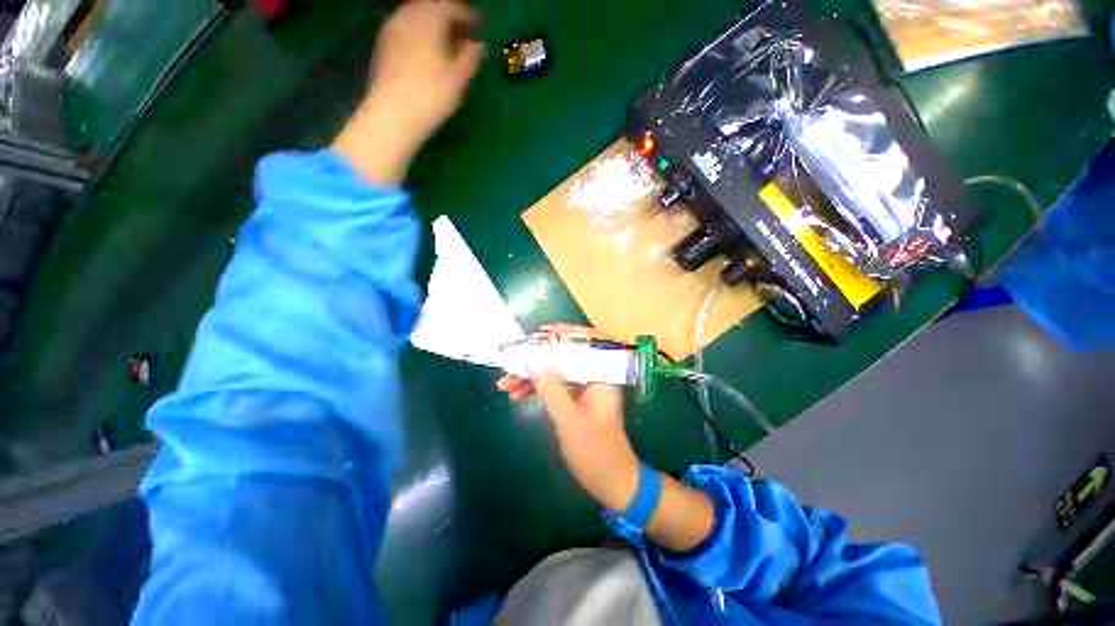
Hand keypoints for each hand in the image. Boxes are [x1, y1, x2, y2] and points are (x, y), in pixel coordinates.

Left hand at [332, 0, 484, 185]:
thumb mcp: (459, 78)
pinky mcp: (383, 46)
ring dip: (431, 25)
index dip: (467, 15)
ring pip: (415, 17)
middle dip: (447, 17)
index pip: (451, 7)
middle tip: (462, 31)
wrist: (394, 113)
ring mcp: (392, 30)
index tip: (479, 25)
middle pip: (430, 7)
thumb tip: (478, 46)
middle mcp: (408, 16)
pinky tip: (425, 51)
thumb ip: (470, 58)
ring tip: (444, 42)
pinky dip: (418, 34)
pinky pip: (404, 30)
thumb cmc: (432, 94)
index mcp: (430, 18)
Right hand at [497, 325, 640, 511]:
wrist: (612, 483)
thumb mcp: (569, 420)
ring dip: (532, 376)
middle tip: (511, 364)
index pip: (586, 343)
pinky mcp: (577, 400)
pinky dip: (538, 389)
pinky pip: (556, 386)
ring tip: (505, 385)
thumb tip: (534, 362)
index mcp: (603, 376)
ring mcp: (585, 389)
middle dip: (537, 360)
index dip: (564, 334)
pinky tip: (518, 395)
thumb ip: (552, 389)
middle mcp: (595, 377)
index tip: (540, 332)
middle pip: (565, 357)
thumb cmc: (596, 452)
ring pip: (557, 372)